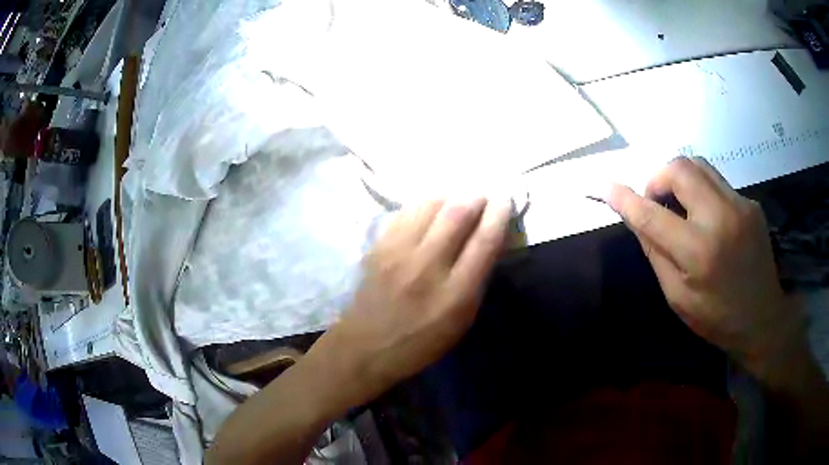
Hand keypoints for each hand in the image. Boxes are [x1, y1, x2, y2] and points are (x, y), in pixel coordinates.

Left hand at [324, 197, 510, 398]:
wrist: (366, 346)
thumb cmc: (421, 342)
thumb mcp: (461, 322)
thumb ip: (477, 280)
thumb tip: (489, 240)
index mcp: (454, 294)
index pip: (484, 241)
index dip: (498, 213)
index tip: (505, 198)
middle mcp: (427, 267)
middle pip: (457, 213)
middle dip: (476, 196)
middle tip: (483, 195)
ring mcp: (398, 253)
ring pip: (429, 204)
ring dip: (450, 195)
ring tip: (458, 198)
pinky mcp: (378, 246)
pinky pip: (406, 211)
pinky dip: (424, 203)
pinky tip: (431, 208)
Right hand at [604, 157, 800, 373]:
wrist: (762, 317)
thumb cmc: (716, 318)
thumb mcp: (677, 296)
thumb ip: (656, 253)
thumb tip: (636, 218)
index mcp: (699, 251)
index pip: (653, 215)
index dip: (626, 199)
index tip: (607, 188)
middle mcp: (721, 218)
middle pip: (680, 168)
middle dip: (659, 178)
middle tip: (656, 202)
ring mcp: (740, 205)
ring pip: (699, 165)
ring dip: (680, 179)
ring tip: (680, 205)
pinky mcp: (750, 202)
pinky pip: (717, 182)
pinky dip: (702, 191)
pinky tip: (707, 217)